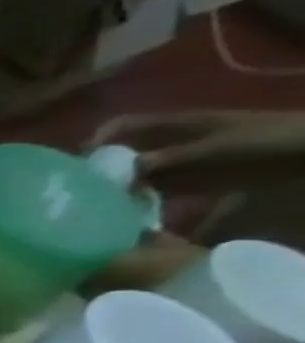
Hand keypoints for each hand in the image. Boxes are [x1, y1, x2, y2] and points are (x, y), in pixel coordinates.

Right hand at [90, 111, 304, 197]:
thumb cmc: (266, 142)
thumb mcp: (215, 149)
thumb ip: (168, 160)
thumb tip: (120, 173)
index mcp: (173, 125)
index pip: (121, 127)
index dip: (95, 141)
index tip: (75, 165)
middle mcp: (169, 142)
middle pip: (123, 153)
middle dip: (100, 170)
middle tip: (79, 193)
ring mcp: (181, 162)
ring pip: (136, 174)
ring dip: (118, 189)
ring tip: (98, 209)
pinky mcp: (194, 182)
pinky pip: (156, 191)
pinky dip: (141, 202)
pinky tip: (130, 217)